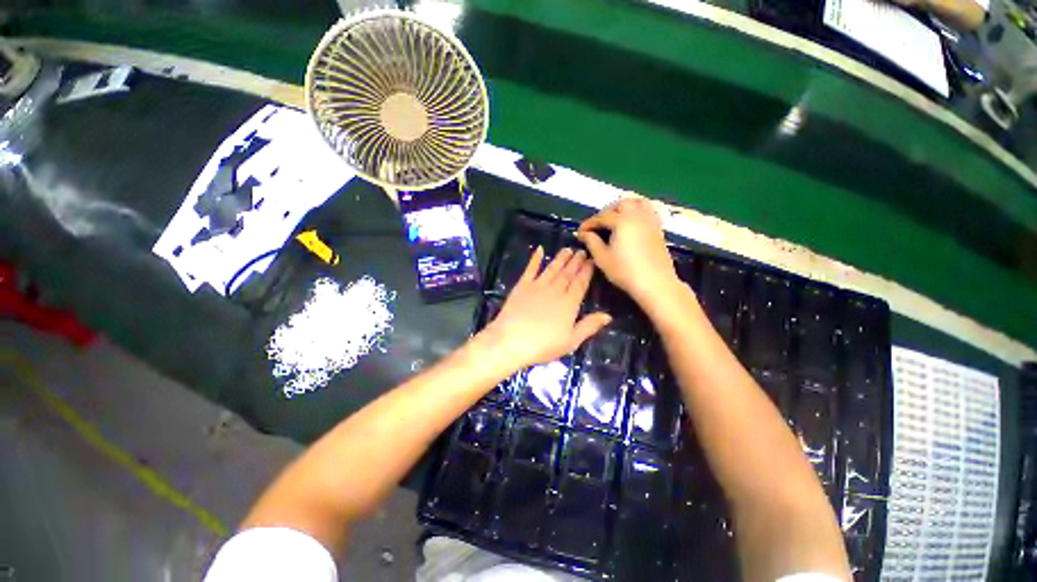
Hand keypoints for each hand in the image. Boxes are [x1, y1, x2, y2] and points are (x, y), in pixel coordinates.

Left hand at [481, 247, 611, 370]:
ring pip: (552, 268)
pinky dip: (535, 259)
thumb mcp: (571, 341)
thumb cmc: (543, 345)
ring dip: (561, 258)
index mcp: (569, 304)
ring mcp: (538, 286)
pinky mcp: (522, 286)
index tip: (591, 261)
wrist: (511, 341)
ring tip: (567, 249)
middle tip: (582, 251)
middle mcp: (555, 290)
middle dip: (576, 262)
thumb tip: (608, 316)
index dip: (586, 271)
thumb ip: (589, 326)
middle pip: (568, 273)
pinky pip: (531, 269)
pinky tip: (539, 250)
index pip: (580, 283)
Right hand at [577, 198, 683, 309]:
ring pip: (638, 203)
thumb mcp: (602, 258)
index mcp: (622, 222)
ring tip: (615, 219)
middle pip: (621, 204)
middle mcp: (637, 216)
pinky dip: (638, 212)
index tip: (580, 232)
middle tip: (598, 225)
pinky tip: (633, 223)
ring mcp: (650, 222)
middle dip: (607, 211)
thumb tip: (585, 234)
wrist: (655, 283)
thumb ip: (592, 242)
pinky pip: (649, 211)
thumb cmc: (625, 271)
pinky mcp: (658, 229)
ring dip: (624, 207)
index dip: (588, 224)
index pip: (601, 217)